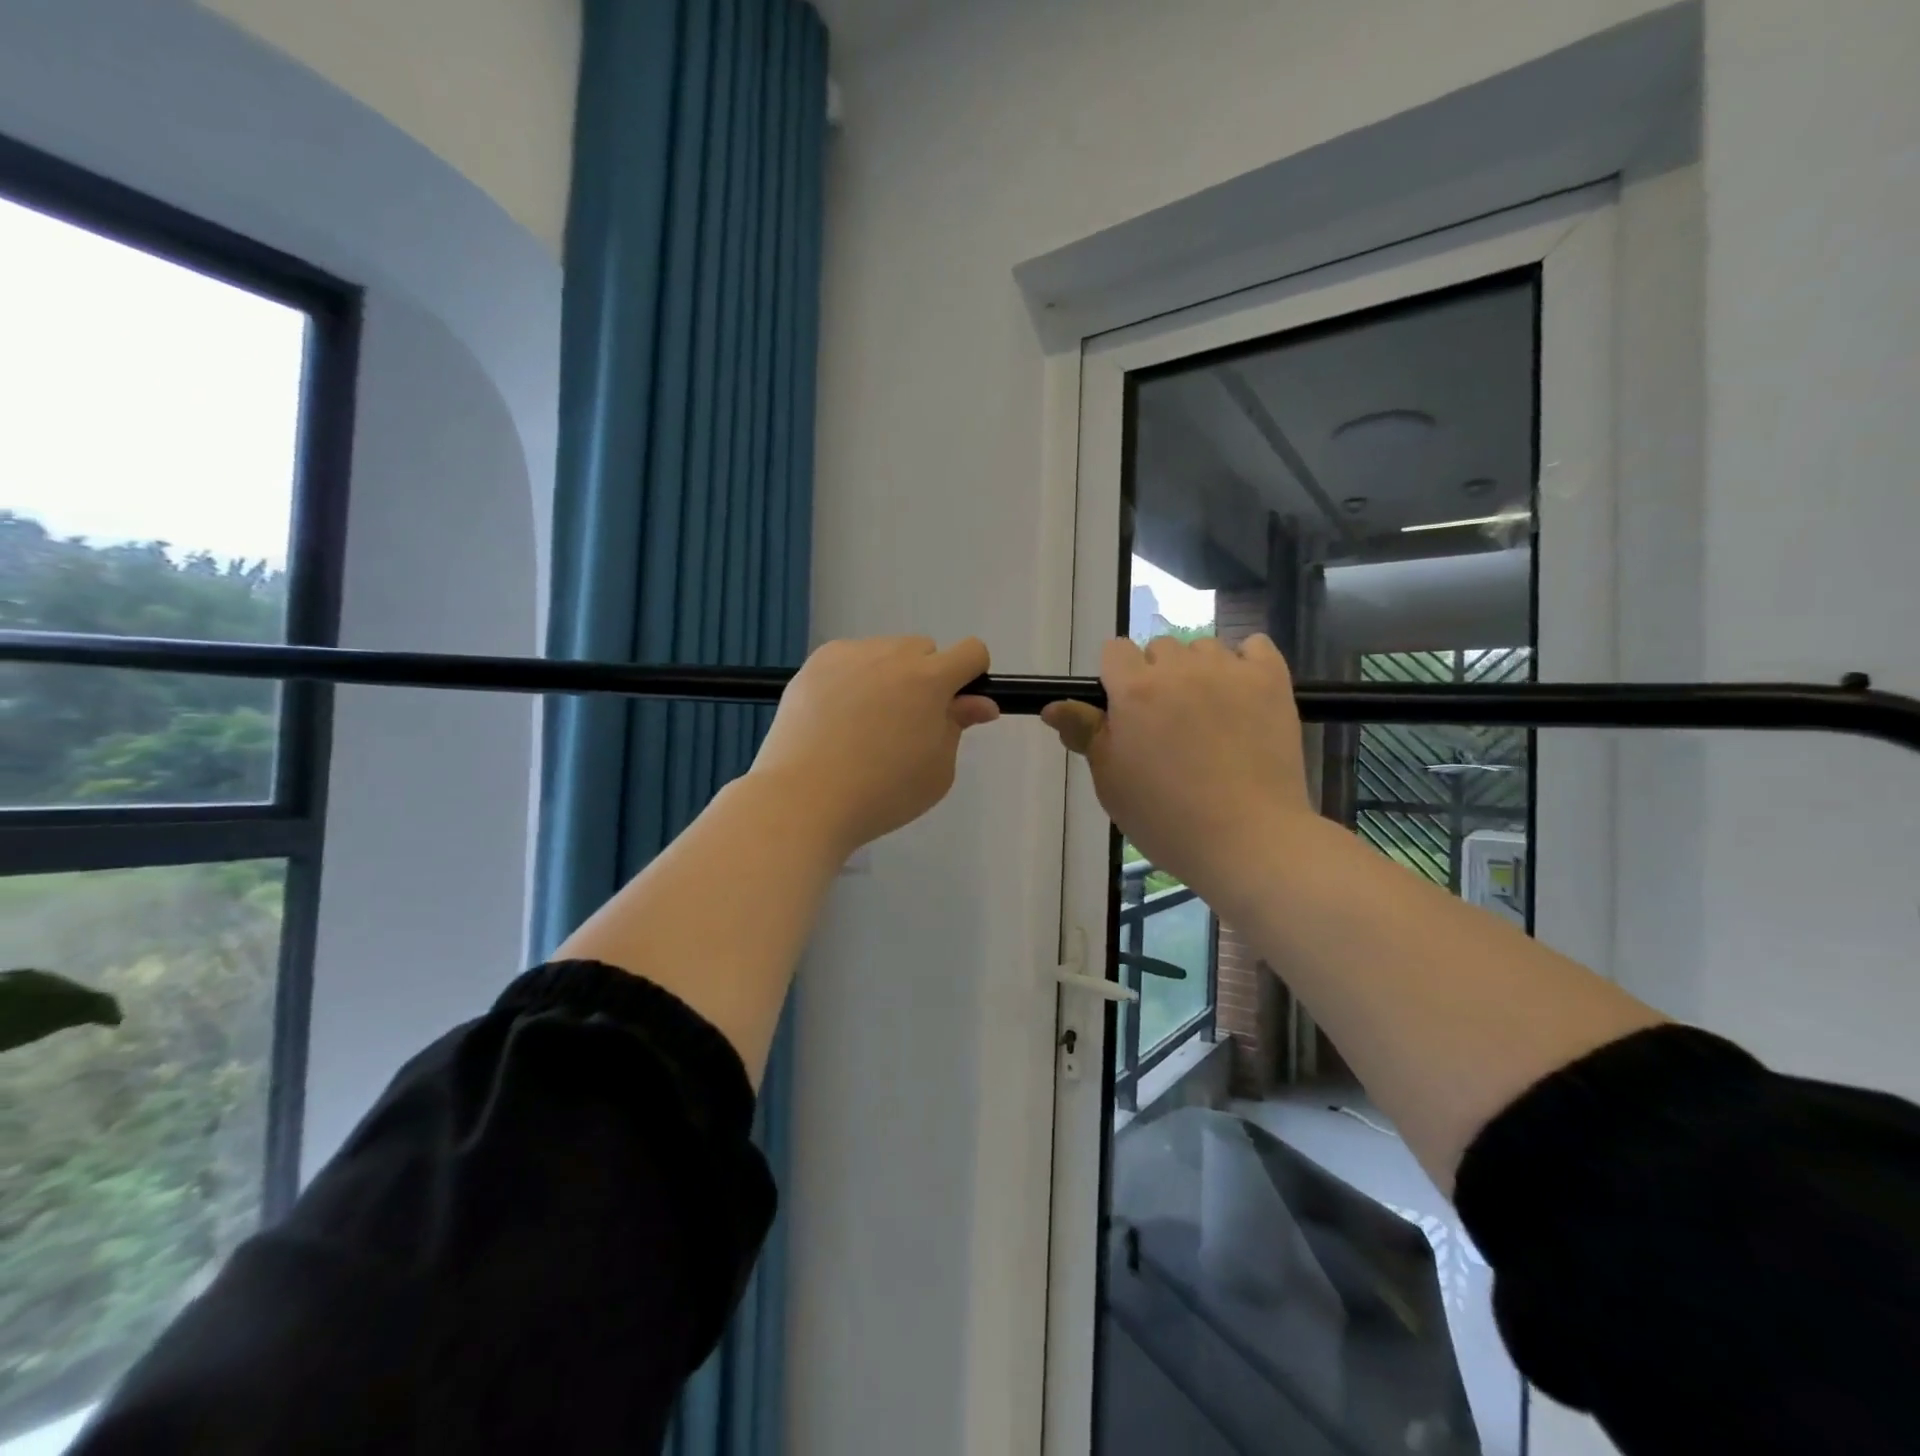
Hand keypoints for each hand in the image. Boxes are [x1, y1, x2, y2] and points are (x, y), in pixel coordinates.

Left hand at [752, 636, 998, 855]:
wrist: (805, 799)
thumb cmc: (882, 793)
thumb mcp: (937, 770)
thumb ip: (958, 726)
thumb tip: (980, 703)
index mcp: (930, 680)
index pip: (971, 652)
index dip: (971, 677)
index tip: (956, 706)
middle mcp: (892, 655)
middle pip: (925, 650)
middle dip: (926, 678)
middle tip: (905, 724)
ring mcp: (850, 655)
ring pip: (885, 653)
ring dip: (889, 676)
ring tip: (864, 724)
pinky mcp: (816, 663)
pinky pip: (849, 660)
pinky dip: (853, 679)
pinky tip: (837, 716)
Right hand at [1042, 634, 1313, 898]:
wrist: (1248, 840)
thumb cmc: (1166, 818)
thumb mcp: (1111, 781)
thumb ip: (1084, 734)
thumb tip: (1053, 706)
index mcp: (1134, 690)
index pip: (1115, 650)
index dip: (1117, 678)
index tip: (1126, 713)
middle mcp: (1180, 669)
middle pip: (1160, 648)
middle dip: (1157, 677)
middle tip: (1168, 725)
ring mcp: (1229, 671)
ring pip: (1204, 648)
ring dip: (1199, 672)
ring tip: (1210, 716)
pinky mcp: (1272, 681)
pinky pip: (1255, 646)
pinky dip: (1246, 663)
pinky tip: (1243, 695)